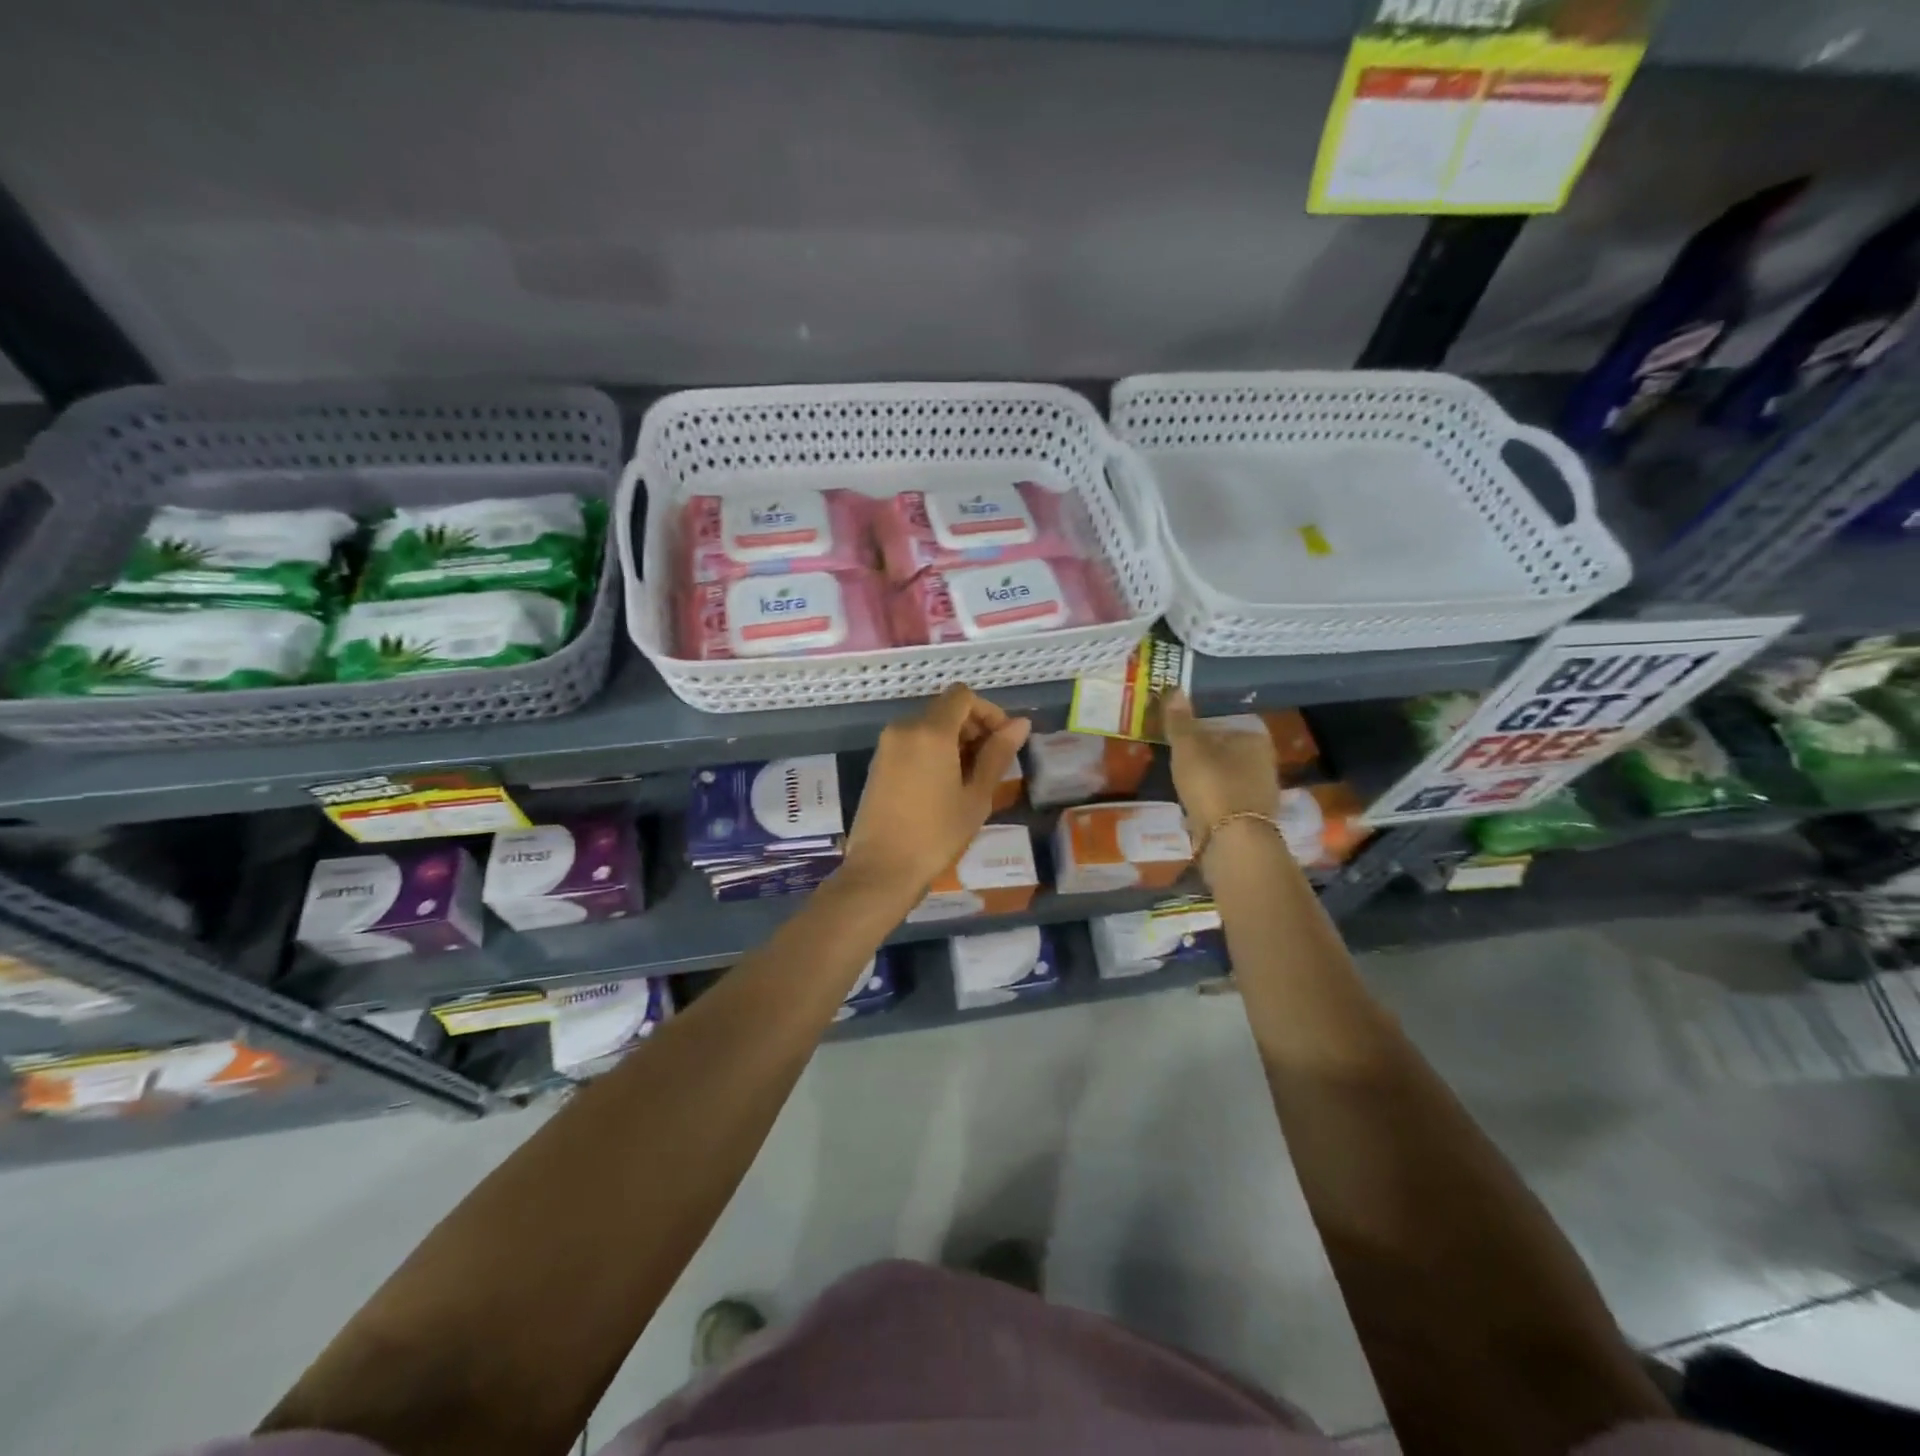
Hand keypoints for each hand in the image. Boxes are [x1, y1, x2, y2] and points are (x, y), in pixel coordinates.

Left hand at [842, 684, 1030, 899]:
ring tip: (969, 779)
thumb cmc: (936, 835)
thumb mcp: (976, 796)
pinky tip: (944, 785)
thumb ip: (998, 754)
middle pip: (945, 709)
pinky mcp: (878, 763)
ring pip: (928, 726)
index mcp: (930, 731)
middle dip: (973, 728)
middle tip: (990, 765)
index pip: (963, 696)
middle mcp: (904, 728)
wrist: (882, 869)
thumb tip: (1021, 724)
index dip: (988, 712)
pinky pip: (912, 742)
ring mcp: (886, 745)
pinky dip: (933, 751)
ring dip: (954, 741)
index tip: (1002, 743)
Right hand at [1162, 690, 1279, 830]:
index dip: (1202, 728)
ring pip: (1228, 775)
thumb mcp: (1188, 748)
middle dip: (1206, 754)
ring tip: (1182, 781)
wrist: (1233, 839)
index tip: (1180, 737)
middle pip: (1228, 750)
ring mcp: (1262, 791)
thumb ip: (1180, 721)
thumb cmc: (1211, 784)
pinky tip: (1195, 803)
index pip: (1226, 723)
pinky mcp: (1253, 816)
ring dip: (1209, 777)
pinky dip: (1213, 798)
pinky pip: (1227, 798)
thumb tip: (1175, 689)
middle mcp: (1265, 761)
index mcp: (1254, 738)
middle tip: (1177, 758)